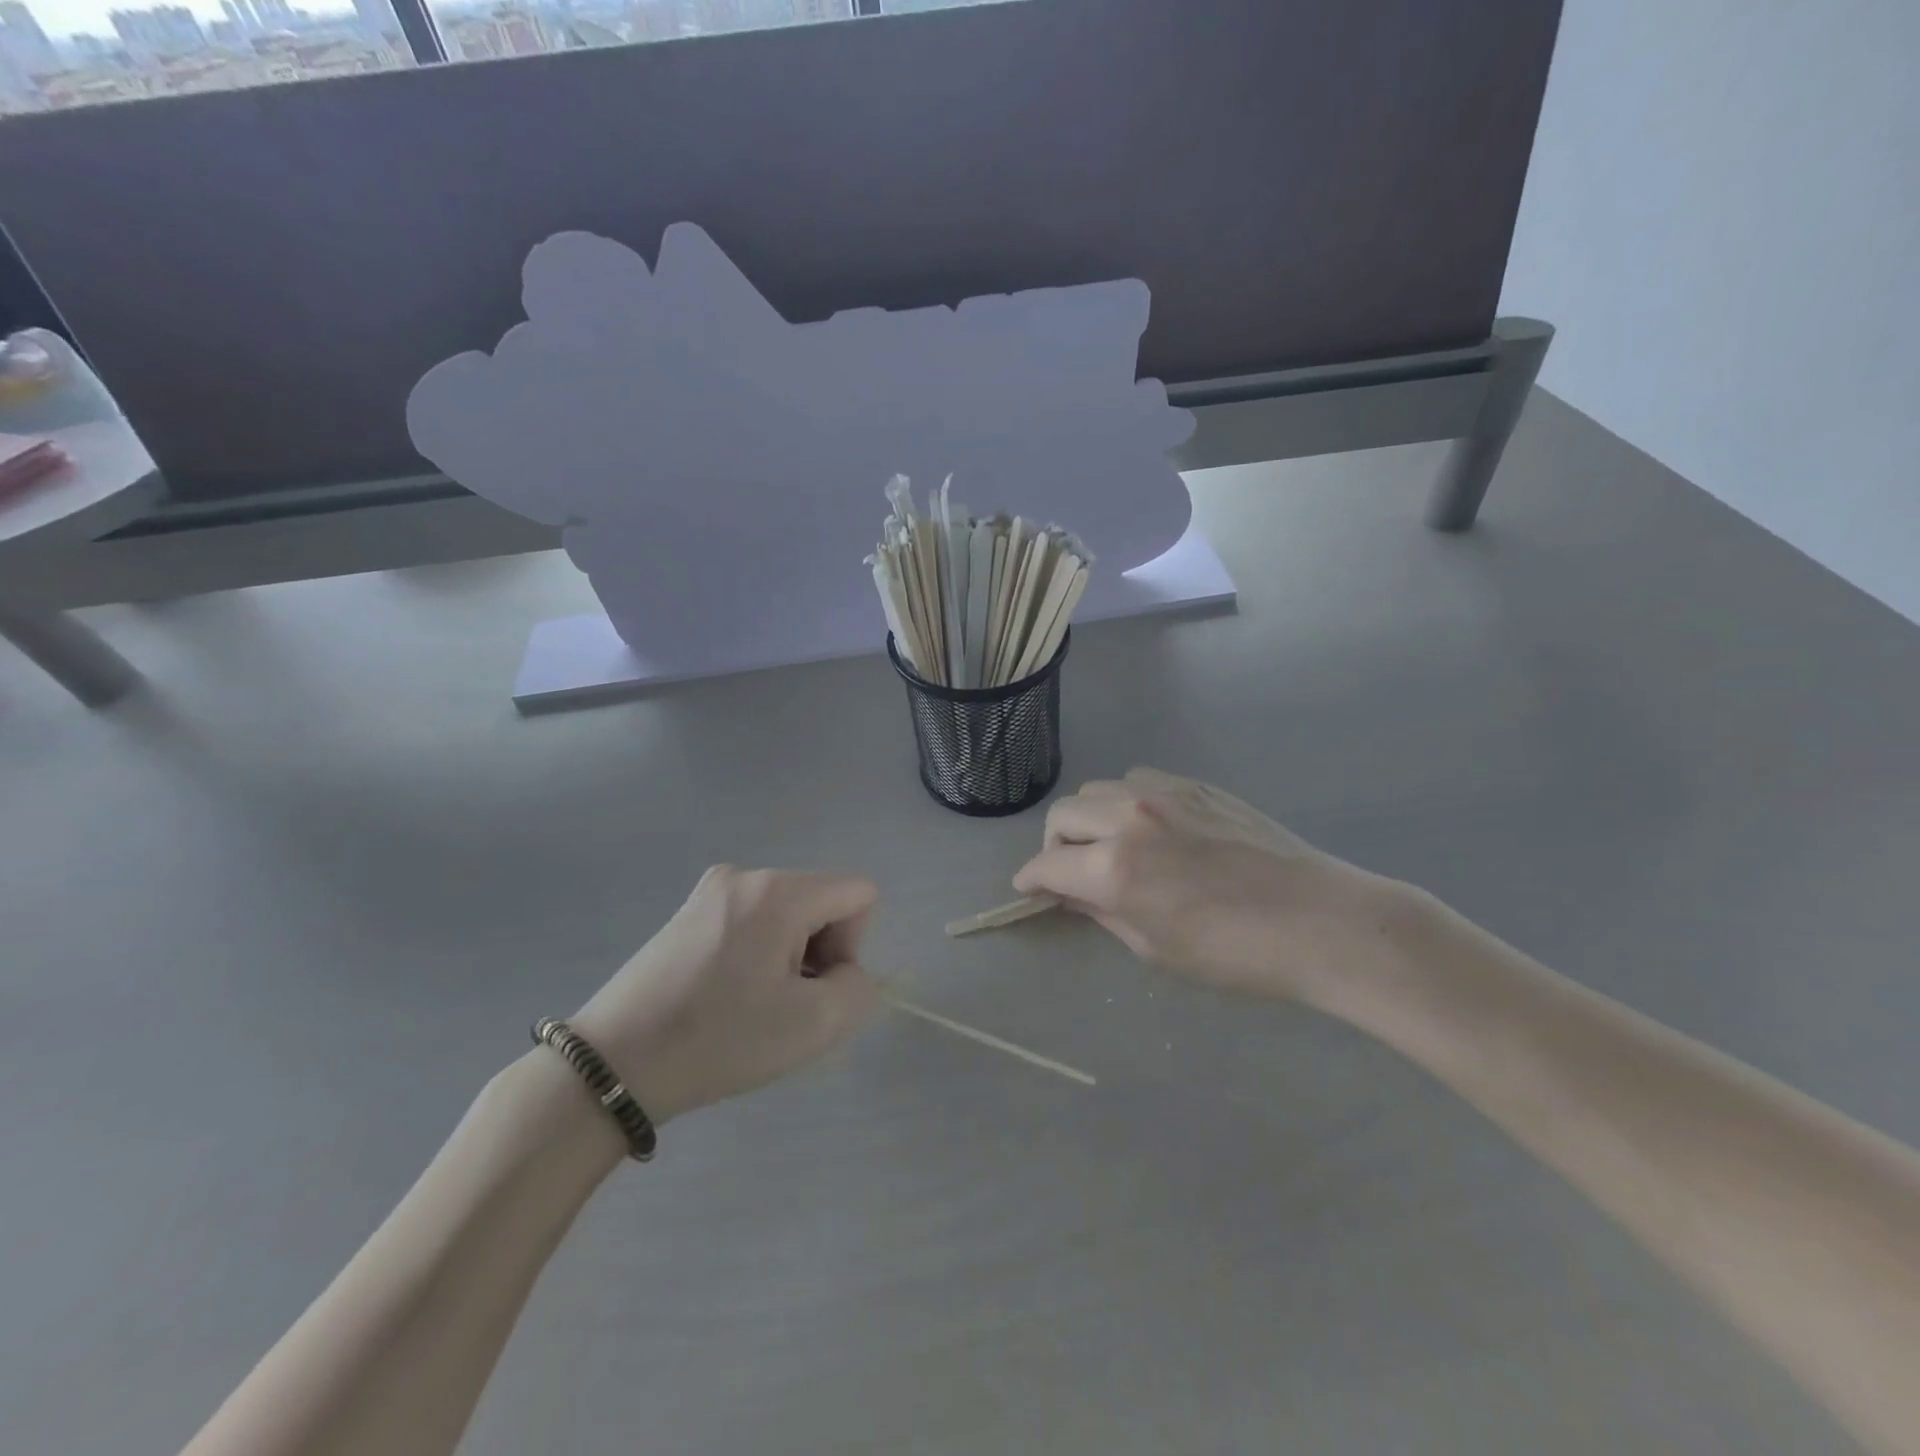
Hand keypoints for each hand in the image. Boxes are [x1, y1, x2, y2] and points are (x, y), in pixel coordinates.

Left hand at [569, 867, 880, 1123]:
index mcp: (779, 890)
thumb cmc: (720, 1039)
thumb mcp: (815, 1025)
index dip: (853, 945)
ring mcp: (711, 891)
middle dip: (819, 952)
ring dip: (787, 958)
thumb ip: (860, 988)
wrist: (613, 1064)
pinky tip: (724, 998)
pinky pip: (752, 923)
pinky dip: (756, 956)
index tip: (814, 987)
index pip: (859, 893)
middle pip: (821, 902)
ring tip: (749, 1006)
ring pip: (787, 915)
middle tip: (782, 1005)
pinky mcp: (688, 913)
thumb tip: (845, 971)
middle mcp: (746, 875)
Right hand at [1013, 768, 1413, 1003]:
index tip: (1029, 890)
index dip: (1031, 880)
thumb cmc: (1235, 953)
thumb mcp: (1155, 947)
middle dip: (1056, 846)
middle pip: (1063, 815)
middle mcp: (1129, 819)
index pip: (1047, 865)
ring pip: (1098, 789)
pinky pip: (1138, 779)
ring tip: (1112, 846)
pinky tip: (1151, 826)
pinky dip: (1127, 800)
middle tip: (1072, 872)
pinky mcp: (1195, 784)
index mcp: (1115, 869)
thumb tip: (1068, 891)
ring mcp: (1163, 793)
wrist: (1319, 920)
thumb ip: (1101, 911)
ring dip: (1090, 818)